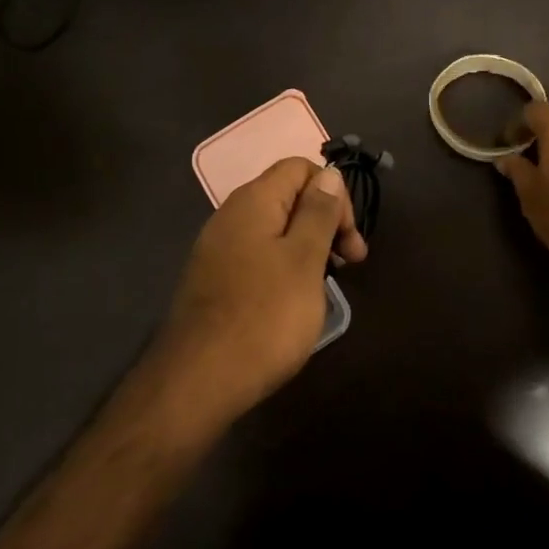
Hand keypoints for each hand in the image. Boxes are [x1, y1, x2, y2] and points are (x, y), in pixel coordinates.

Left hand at [153, 159, 367, 420]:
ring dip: (308, 247)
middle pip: (288, 197)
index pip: (299, 168)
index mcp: (253, 201)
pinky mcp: (215, 280)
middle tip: (350, 264)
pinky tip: (295, 300)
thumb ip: (319, 212)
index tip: (350, 239)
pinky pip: (258, 257)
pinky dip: (285, 268)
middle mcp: (231, 216)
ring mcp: (219, 250)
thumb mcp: (304, 260)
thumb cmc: (264, 316)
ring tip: (326, 284)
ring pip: (275, 230)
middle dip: (325, 222)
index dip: (334, 193)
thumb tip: (329, 174)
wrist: (198, 380)